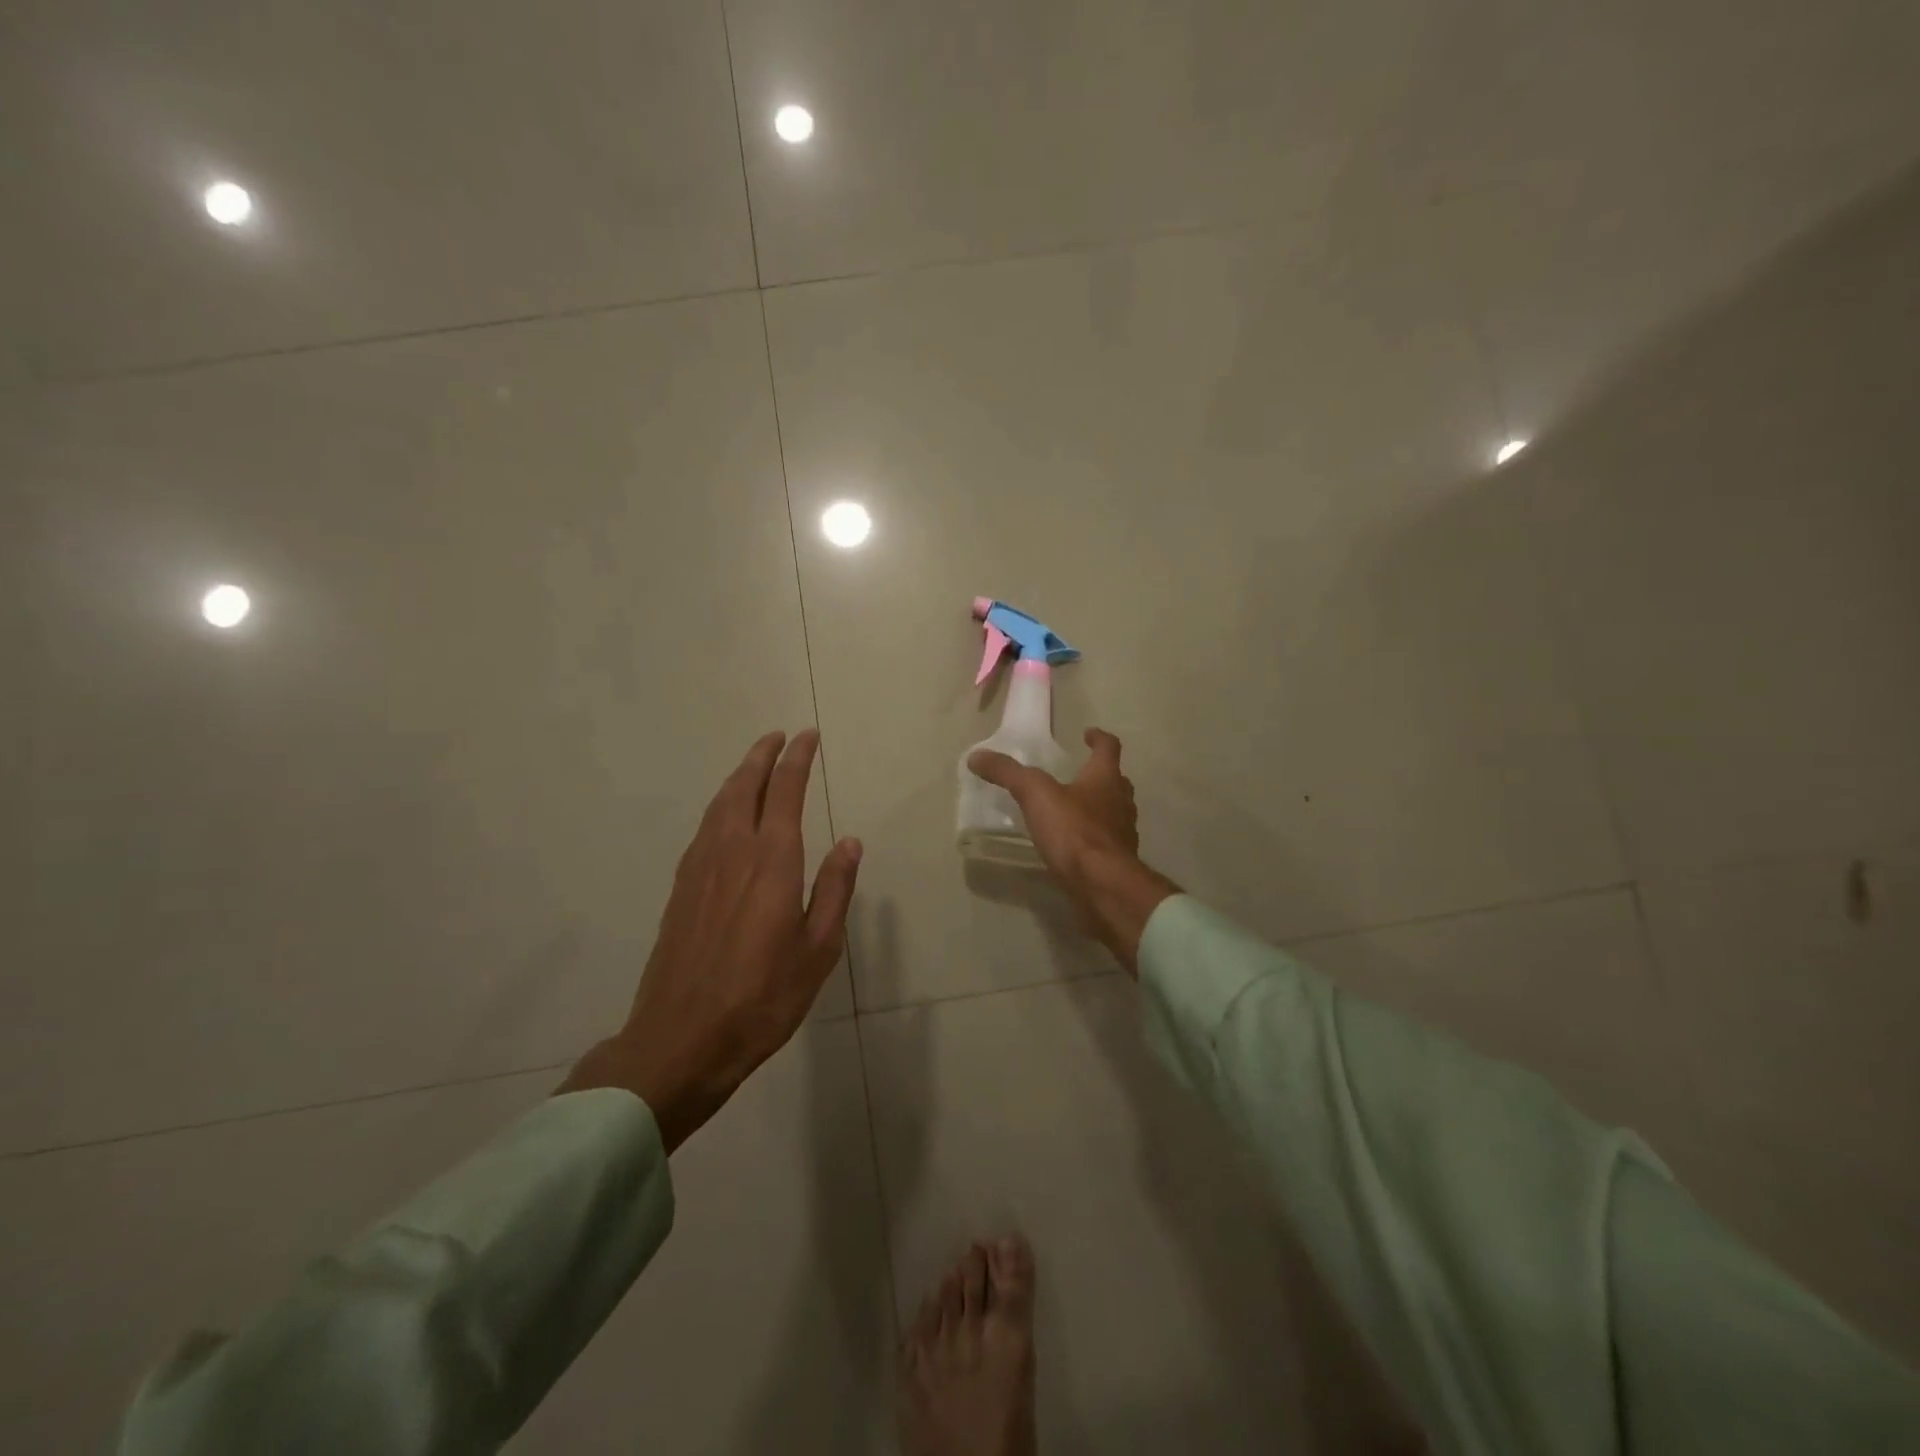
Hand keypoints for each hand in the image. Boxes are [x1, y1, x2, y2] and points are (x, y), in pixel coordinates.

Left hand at [558, 729, 861, 1151]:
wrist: (682, 1038)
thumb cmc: (763, 997)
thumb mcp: (819, 949)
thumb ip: (834, 890)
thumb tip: (849, 842)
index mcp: (772, 861)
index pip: (785, 792)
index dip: (797, 760)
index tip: (807, 736)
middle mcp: (732, 852)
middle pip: (744, 787)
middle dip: (762, 756)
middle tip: (778, 736)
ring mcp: (700, 868)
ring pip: (719, 805)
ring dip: (738, 776)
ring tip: (753, 765)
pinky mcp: (680, 889)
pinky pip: (703, 828)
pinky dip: (719, 806)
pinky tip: (724, 817)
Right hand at [969, 728, 1179, 973]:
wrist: (1103, 885)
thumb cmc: (1074, 831)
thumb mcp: (1035, 795)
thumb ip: (1008, 773)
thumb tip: (977, 756)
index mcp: (1105, 778)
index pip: (1109, 747)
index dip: (1099, 738)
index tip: (1088, 734)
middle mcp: (1121, 802)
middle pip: (1116, 781)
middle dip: (1100, 775)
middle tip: (1079, 774)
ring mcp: (1123, 834)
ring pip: (1115, 812)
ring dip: (1100, 807)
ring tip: (1073, 810)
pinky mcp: (1118, 862)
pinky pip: (1107, 842)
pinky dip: (1094, 838)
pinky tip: (1074, 846)